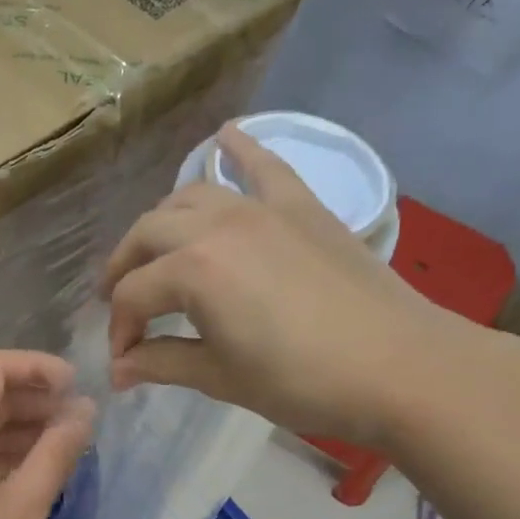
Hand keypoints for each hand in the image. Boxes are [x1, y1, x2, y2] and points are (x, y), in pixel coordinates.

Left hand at [0, 351, 94, 518]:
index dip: (38, 367)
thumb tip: (83, 412)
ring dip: (20, 430)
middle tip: (79, 422)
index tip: (77, 387)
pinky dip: (0, 455)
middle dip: (34, 400)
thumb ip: (57, 452)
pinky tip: (31, 477)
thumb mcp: (24, 507)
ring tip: (65, 450)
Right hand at [98, 122, 493, 448]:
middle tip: (122, 305)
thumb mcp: (221, 378)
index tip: (124, 364)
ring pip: (191, 196)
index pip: (133, 295)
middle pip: (148, 235)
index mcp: (192, 270)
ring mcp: (263, 208)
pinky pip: (264, 166)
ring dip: (163, 222)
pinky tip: (225, 137)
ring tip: (156, 250)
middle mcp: (217, 224)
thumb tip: (118, 370)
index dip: (120, 330)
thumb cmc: (301, 381)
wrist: (400, 366)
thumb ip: (162, 363)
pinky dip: (241, 151)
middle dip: (125, 270)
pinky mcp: (302, 206)